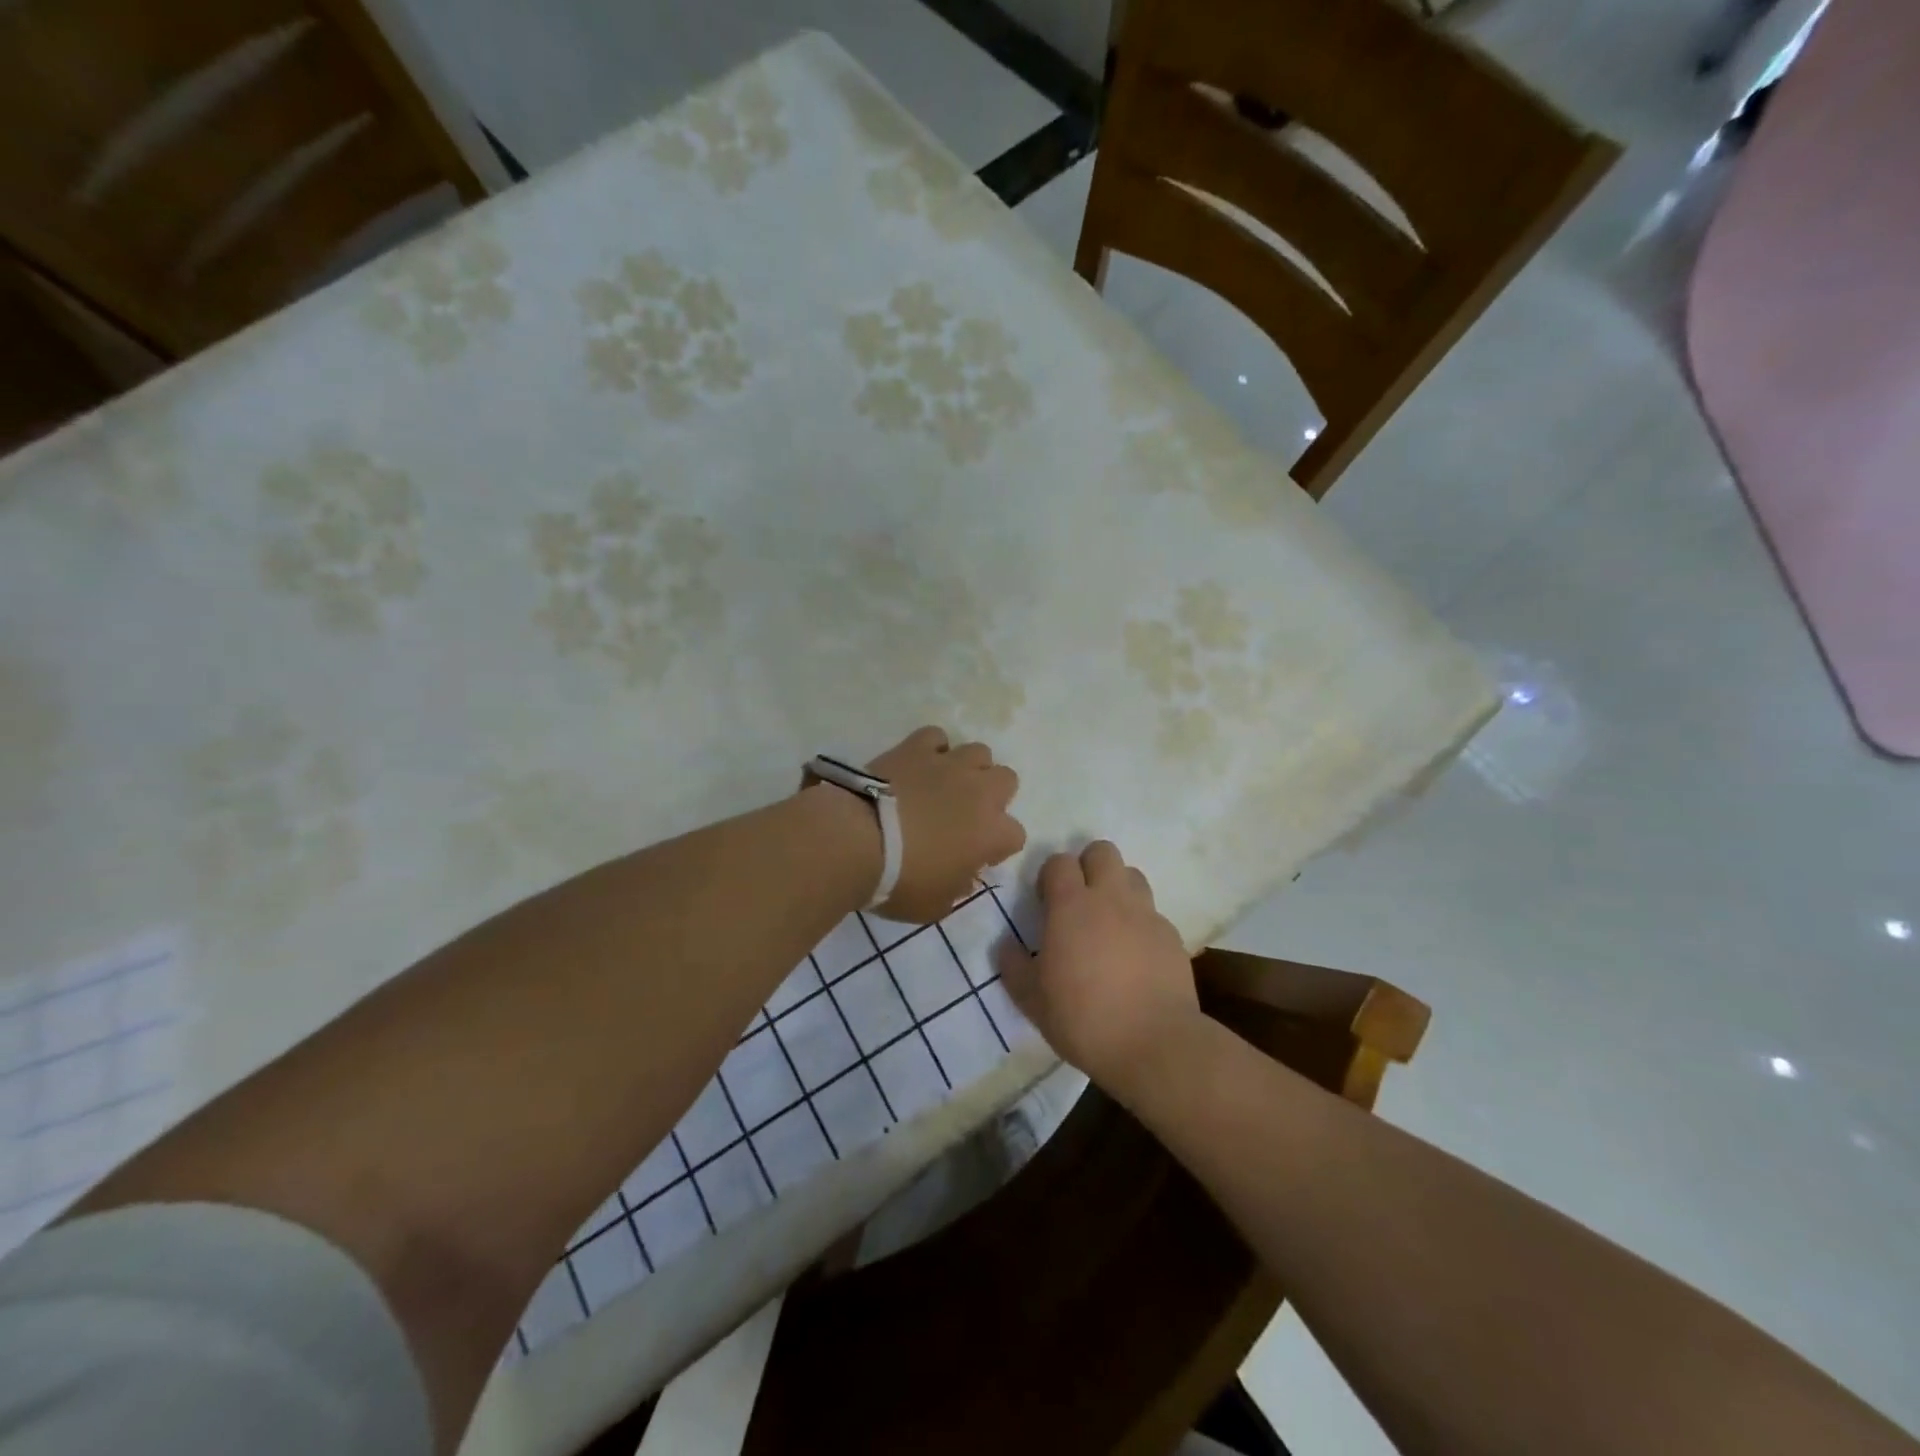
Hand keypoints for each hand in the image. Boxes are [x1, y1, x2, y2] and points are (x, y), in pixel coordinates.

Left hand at [864, 726, 1024, 921]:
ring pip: (979, 752)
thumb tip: (963, 875)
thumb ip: (957, 888)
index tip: (977, 857)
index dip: (998, 847)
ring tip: (945, 785)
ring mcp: (948, 764)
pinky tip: (918, 765)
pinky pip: (936, 738)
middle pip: (1007, 780)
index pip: (1015, 835)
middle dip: (992, 796)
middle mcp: (979, 791)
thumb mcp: (935, 905)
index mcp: (992, 832)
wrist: (856, 841)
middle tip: (966, 814)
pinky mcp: (916, 748)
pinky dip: (931, 749)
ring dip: (968, 768)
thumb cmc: (899, 881)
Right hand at [1001, 841, 1198, 1094]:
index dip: (1050, 875)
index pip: (1059, 861)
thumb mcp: (1032, 1000)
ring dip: (1118, 888)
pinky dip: (1141, 923)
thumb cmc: (1083, 1019)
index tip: (1046, 903)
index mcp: (1071, 906)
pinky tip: (1135, 955)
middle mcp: (1110, 898)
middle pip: (1102, 851)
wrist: (1155, 1044)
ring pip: (1132, 875)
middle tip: (1079, 901)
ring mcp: (1146, 914)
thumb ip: (1013, 966)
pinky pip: (1152, 913)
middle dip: (1088, 865)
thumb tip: (1006, 946)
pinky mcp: (1172, 935)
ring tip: (1109, 923)